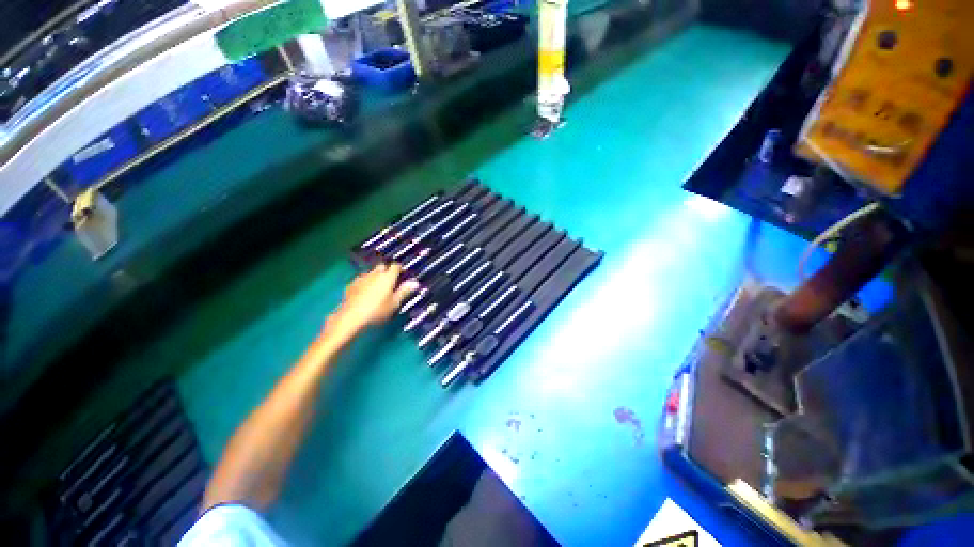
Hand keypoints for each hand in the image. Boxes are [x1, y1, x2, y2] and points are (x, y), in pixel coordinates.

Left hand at [329, 263, 418, 333]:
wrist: (351, 317)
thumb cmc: (377, 311)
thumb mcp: (394, 303)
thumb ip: (404, 291)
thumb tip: (415, 283)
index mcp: (387, 277)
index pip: (396, 266)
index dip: (400, 269)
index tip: (403, 274)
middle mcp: (375, 274)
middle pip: (383, 266)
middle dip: (387, 271)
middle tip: (391, 281)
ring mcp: (362, 278)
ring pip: (371, 273)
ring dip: (376, 277)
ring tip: (378, 288)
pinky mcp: (351, 284)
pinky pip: (362, 280)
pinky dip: (366, 283)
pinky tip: (366, 293)